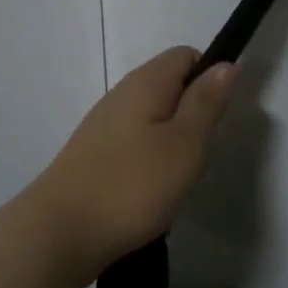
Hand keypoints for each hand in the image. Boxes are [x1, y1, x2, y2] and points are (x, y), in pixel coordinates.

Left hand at [23, 47, 234, 280]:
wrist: (60, 232)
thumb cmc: (132, 186)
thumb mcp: (185, 144)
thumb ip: (206, 102)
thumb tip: (226, 64)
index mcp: (146, 82)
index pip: (186, 55)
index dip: (209, 78)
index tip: (216, 118)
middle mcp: (121, 93)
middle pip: (169, 86)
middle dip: (191, 116)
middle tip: (195, 156)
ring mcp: (103, 123)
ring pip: (152, 117)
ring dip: (171, 142)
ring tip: (173, 179)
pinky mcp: (92, 152)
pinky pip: (133, 142)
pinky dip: (148, 161)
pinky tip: (147, 192)